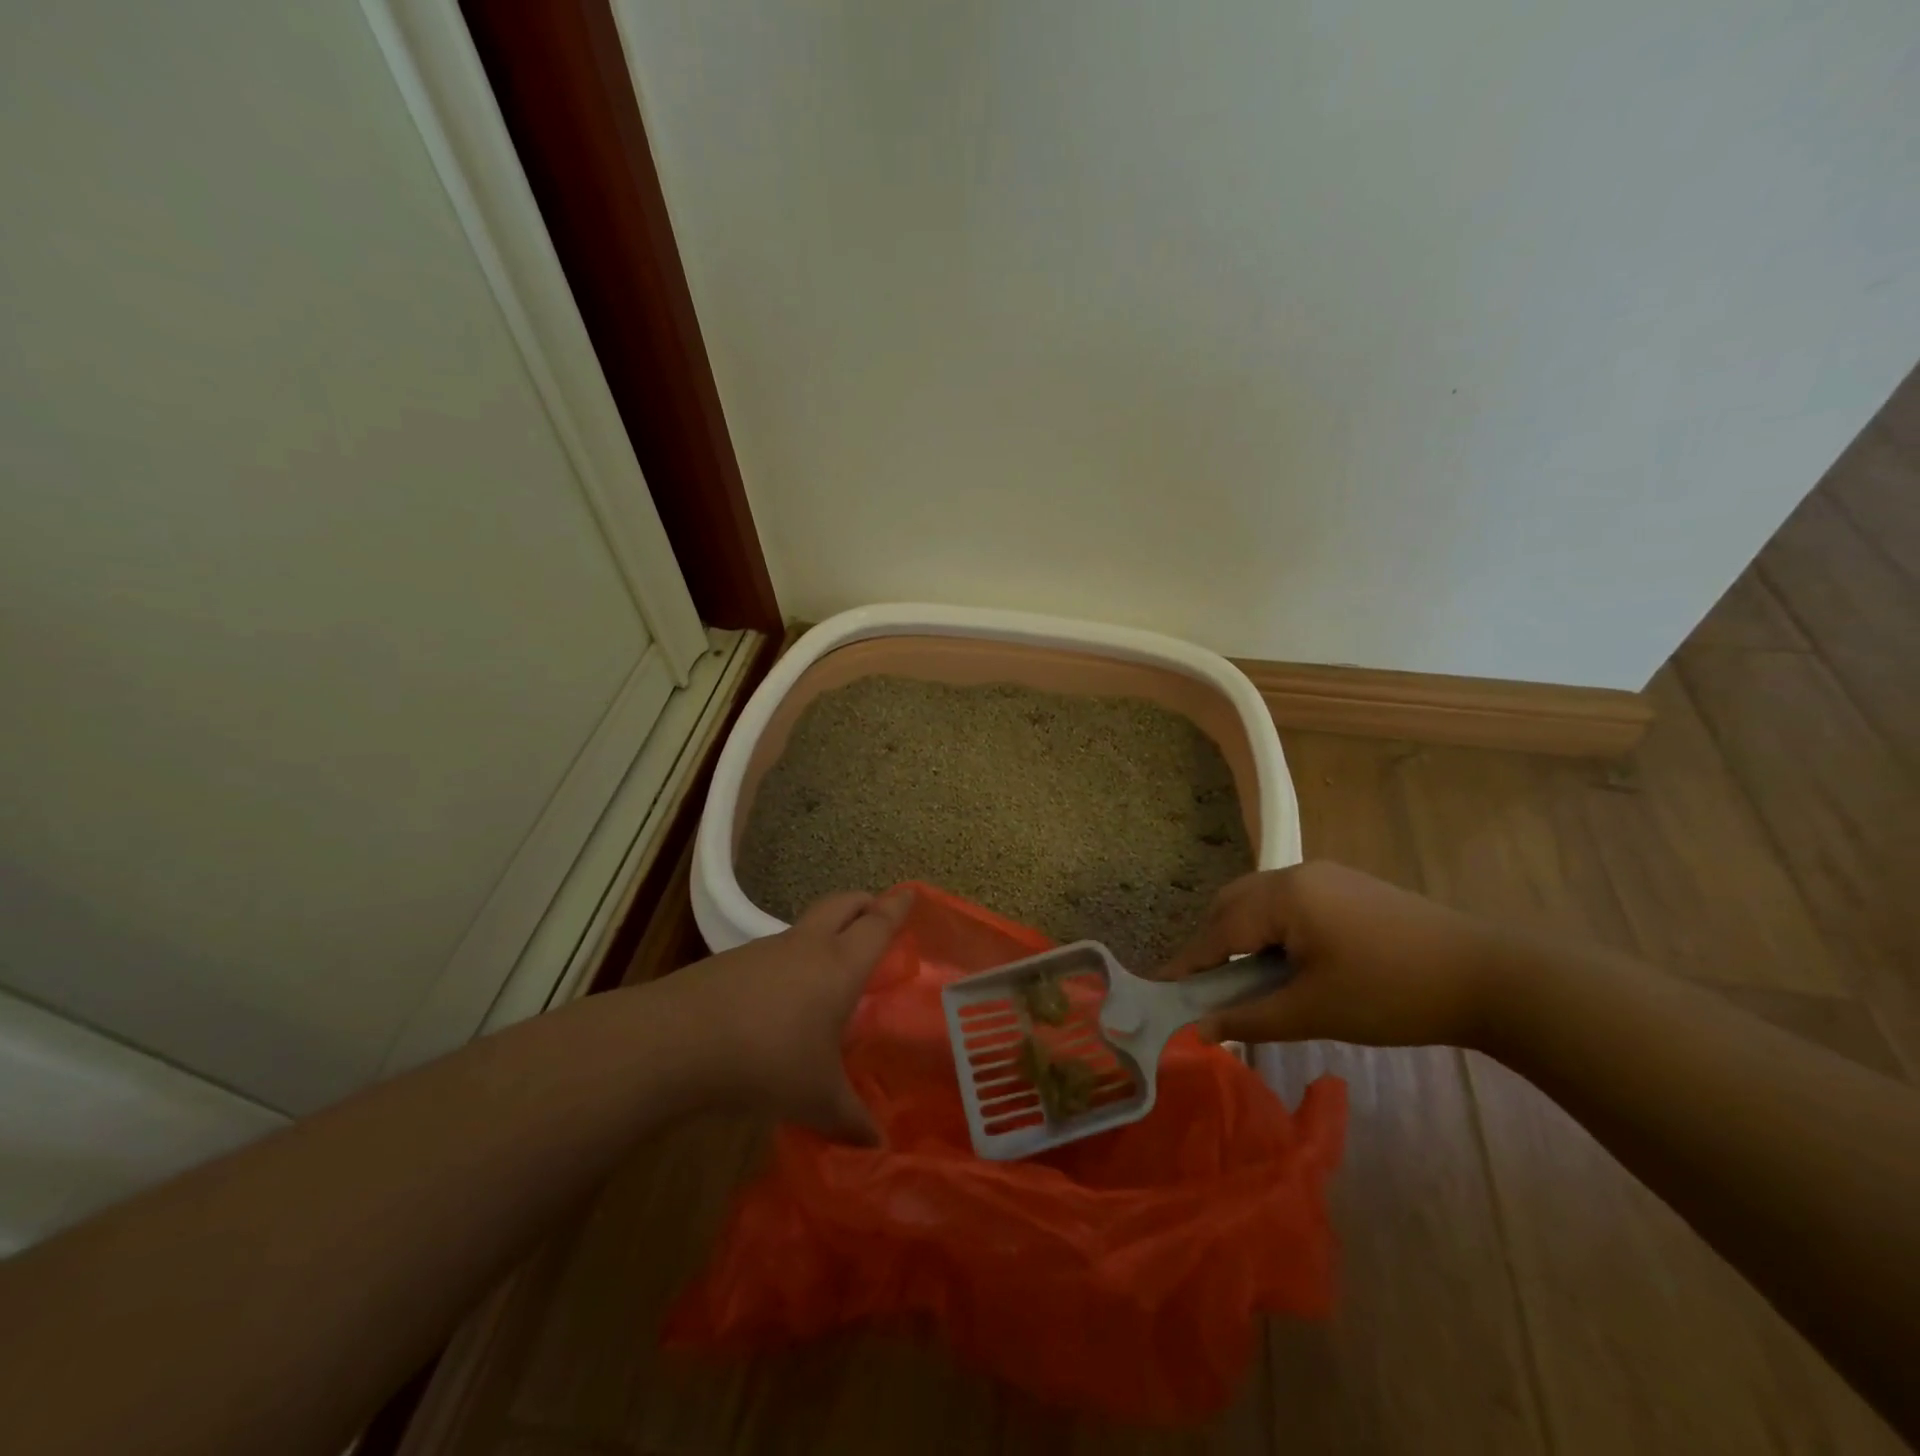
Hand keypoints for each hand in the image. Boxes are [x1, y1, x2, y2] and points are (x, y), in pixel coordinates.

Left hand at [673, 888, 911, 1142]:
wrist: (678, 1041)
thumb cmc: (768, 1061)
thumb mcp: (817, 1099)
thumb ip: (851, 1119)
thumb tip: (878, 1147)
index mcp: (840, 966)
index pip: (878, 925)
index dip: (897, 908)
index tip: (910, 893)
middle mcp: (807, 946)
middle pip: (842, 904)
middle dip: (863, 903)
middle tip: (876, 913)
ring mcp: (765, 950)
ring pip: (805, 927)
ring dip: (824, 934)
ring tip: (830, 969)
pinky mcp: (731, 962)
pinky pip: (774, 953)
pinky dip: (789, 962)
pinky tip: (781, 1000)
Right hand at [1158, 862, 1505, 1048]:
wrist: (1489, 976)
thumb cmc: (1392, 994)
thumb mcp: (1314, 1011)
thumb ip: (1249, 1018)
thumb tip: (1198, 1031)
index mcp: (1283, 896)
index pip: (1218, 930)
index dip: (1187, 963)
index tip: (1158, 989)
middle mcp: (1296, 873)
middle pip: (1231, 904)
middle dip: (1211, 944)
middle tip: (1206, 989)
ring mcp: (1324, 875)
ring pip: (1259, 900)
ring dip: (1242, 934)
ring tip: (1246, 979)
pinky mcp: (1346, 885)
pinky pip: (1288, 901)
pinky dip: (1271, 927)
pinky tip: (1286, 960)